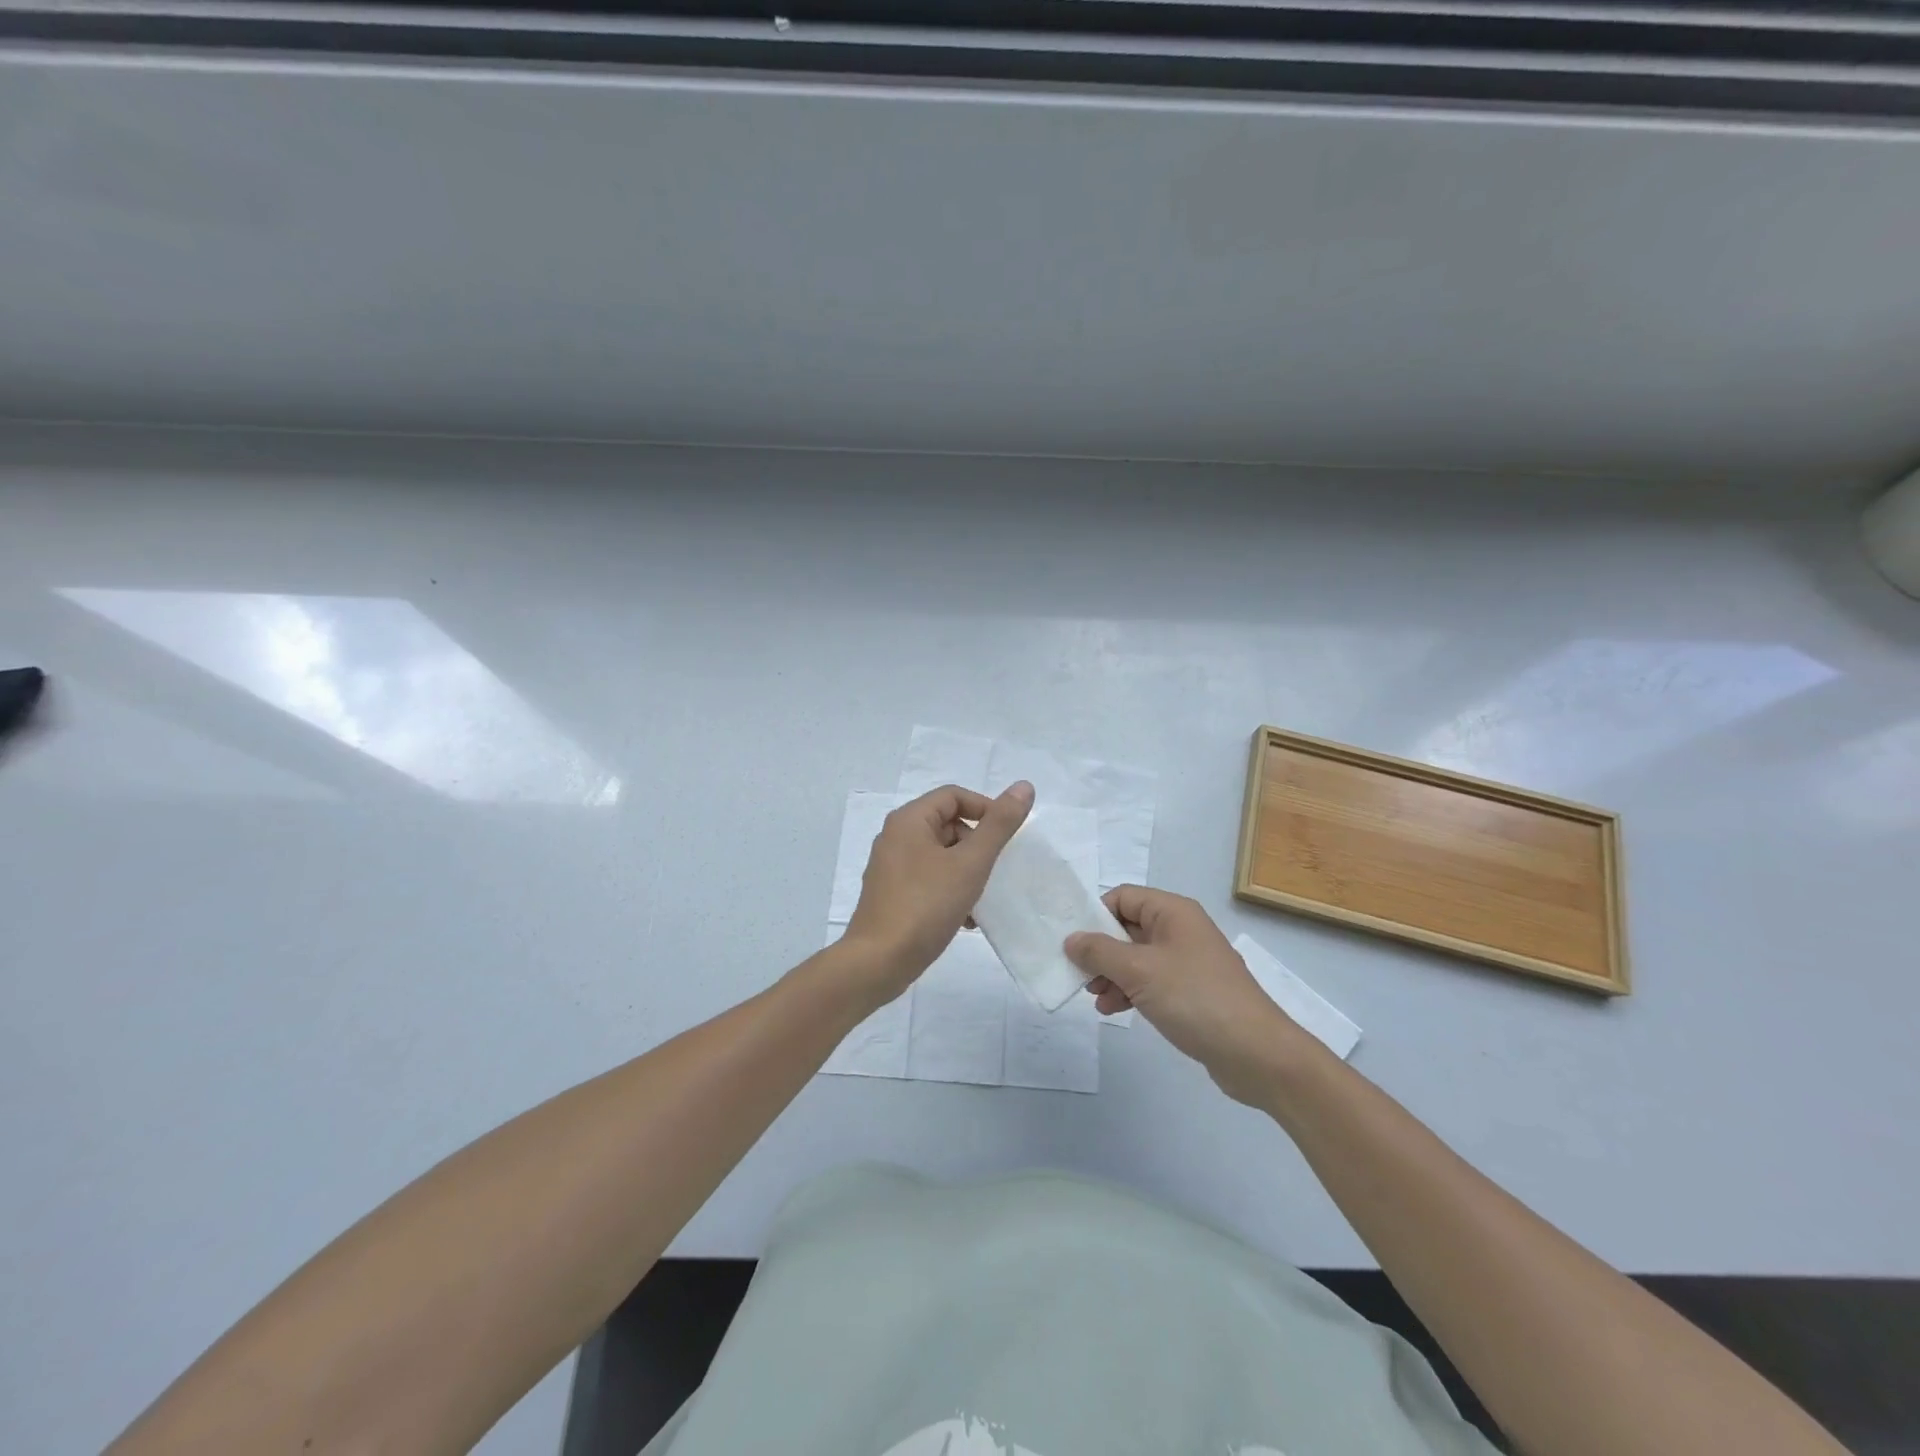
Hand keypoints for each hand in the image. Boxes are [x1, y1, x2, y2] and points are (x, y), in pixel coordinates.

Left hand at [842, 781, 1033, 997]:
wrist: (879, 962)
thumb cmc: (925, 905)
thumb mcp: (970, 863)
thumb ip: (999, 825)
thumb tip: (1024, 786)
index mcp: (909, 820)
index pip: (954, 796)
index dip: (985, 809)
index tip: (1007, 836)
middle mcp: (895, 837)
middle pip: (947, 824)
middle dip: (976, 845)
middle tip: (994, 870)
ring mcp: (891, 867)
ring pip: (940, 856)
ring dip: (967, 872)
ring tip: (983, 898)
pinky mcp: (892, 894)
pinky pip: (929, 880)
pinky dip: (950, 890)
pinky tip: (967, 919)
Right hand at [1066, 886, 1307, 1104]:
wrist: (1256, 1053)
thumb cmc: (1195, 998)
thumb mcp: (1139, 970)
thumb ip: (1099, 952)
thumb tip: (1071, 938)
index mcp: (1173, 912)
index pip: (1123, 897)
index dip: (1096, 915)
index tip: (1074, 943)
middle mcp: (1181, 930)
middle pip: (1128, 928)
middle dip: (1101, 951)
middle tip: (1080, 975)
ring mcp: (1188, 962)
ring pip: (1137, 958)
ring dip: (1112, 975)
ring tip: (1096, 999)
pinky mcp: (1192, 992)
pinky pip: (1151, 981)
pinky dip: (1130, 991)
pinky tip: (1114, 1011)